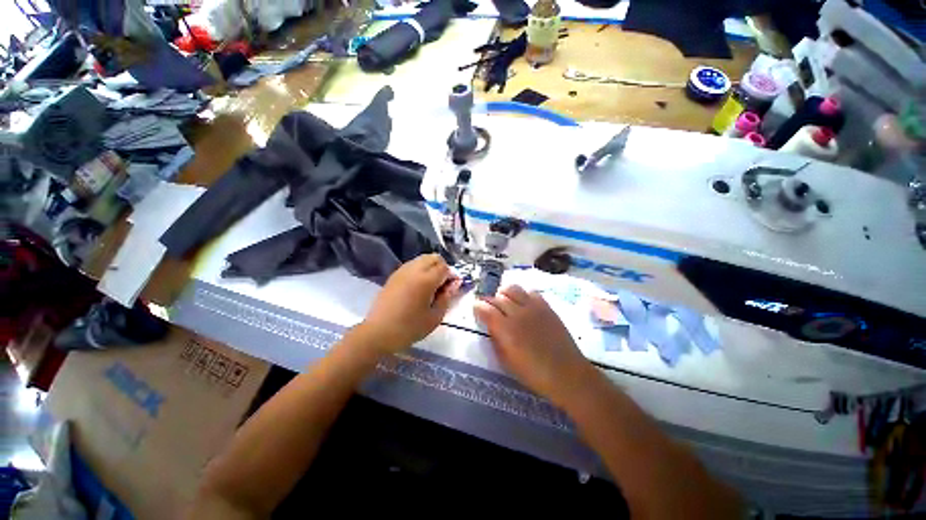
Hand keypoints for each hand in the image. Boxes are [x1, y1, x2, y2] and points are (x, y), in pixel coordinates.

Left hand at [359, 254, 460, 353]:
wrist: (378, 332)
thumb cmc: (409, 328)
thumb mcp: (435, 317)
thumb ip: (447, 297)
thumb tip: (454, 284)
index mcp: (426, 280)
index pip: (445, 267)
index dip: (452, 276)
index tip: (453, 288)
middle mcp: (414, 270)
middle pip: (434, 258)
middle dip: (442, 268)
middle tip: (443, 285)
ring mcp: (402, 271)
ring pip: (422, 259)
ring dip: (431, 267)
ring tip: (431, 286)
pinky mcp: (394, 275)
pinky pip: (412, 265)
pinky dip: (420, 269)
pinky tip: (418, 286)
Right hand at [474, 285, 594, 405]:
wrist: (567, 374)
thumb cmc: (534, 374)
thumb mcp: (507, 362)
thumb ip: (496, 340)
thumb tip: (490, 325)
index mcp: (505, 329)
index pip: (485, 309)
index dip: (478, 307)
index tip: (476, 309)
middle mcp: (517, 313)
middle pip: (497, 297)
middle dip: (490, 301)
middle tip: (489, 308)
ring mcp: (533, 307)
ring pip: (513, 289)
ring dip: (505, 293)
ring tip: (505, 301)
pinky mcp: (546, 306)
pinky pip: (530, 292)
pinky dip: (523, 295)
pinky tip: (523, 304)